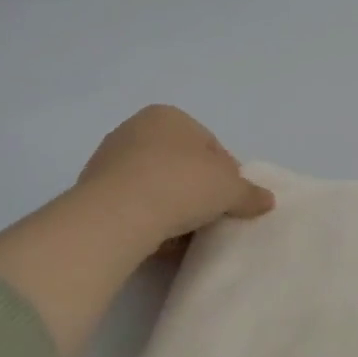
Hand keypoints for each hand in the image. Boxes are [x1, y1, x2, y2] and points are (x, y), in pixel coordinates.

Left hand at [76, 105, 274, 251]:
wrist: (116, 216)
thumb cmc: (181, 185)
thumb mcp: (231, 189)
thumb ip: (250, 193)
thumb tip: (267, 200)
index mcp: (170, 116)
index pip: (210, 146)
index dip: (227, 174)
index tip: (231, 200)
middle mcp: (136, 129)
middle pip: (181, 164)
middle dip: (197, 189)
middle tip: (211, 216)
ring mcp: (109, 159)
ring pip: (155, 185)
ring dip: (172, 206)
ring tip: (185, 233)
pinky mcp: (90, 190)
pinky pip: (132, 204)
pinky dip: (147, 218)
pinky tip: (158, 239)